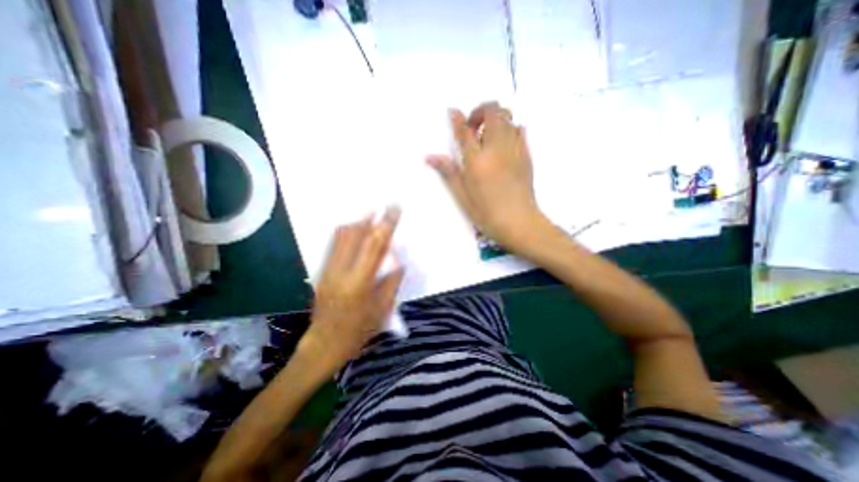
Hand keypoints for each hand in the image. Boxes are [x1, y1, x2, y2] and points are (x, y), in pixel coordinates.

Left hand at [301, 207, 406, 371]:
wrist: (324, 344)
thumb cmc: (358, 332)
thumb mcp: (382, 309)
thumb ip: (392, 282)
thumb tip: (399, 262)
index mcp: (359, 282)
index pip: (374, 246)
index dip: (385, 226)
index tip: (393, 211)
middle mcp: (340, 271)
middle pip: (354, 235)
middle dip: (370, 217)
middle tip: (383, 207)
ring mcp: (327, 270)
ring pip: (341, 237)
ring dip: (358, 222)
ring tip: (371, 213)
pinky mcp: (321, 271)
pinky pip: (334, 245)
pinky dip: (347, 232)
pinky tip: (356, 228)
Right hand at [426, 102, 545, 252]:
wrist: (519, 222)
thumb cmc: (486, 213)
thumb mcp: (462, 196)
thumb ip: (448, 172)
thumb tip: (430, 156)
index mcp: (476, 161)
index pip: (464, 130)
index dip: (457, 118)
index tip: (452, 112)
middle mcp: (496, 149)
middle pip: (492, 112)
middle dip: (480, 111)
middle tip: (473, 127)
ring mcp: (514, 149)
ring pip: (508, 118)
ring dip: (495, 119)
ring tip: (488, 136)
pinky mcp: (527, 155)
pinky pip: (520, 130)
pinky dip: (510, 128)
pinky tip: (503, 144)